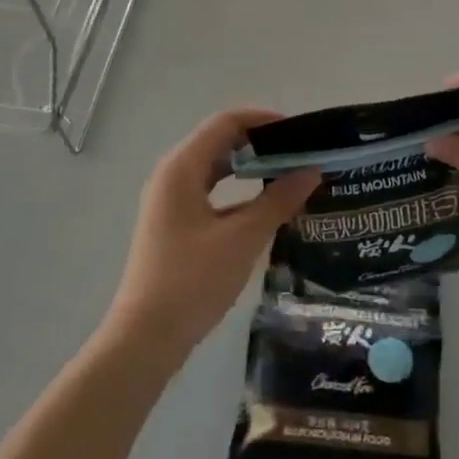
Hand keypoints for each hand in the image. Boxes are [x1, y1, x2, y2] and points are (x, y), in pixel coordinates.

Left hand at [104, 108, 319, 363]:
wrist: (146, 339)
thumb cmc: (192, 281)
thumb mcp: (242, 238)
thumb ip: (278, 201)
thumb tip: (311, 171)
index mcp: (182, 168)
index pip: (225, 123)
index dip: (263, 119)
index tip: (300, 131)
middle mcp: (173, 176)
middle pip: (220, 141)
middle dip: (261, 143)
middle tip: (301, 154)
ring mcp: (171, 201)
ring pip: (216, 168)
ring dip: (251, 168)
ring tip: (290, 176)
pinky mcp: (176, 224)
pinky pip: (212, 192)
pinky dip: (239, 192)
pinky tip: (268, 208)